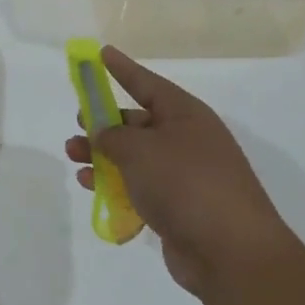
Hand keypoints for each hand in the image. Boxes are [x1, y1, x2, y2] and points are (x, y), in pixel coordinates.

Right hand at [65, 46, 296, 297]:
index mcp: (186, 115)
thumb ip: (112, 136)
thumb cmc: (185, 184)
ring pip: (136, 157)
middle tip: (78, 124)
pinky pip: (140, 186)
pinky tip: (91, 188)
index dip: (123, 69)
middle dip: (105, 122)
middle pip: (139, 123)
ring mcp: (185, 175)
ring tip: (74, 158)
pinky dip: (115, 184)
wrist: (230, 251)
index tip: (100, 53)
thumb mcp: (140, 150)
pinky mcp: (178, 207)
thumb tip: (103, 132)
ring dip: (103, 156)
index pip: (147, 83)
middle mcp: (187, 140)